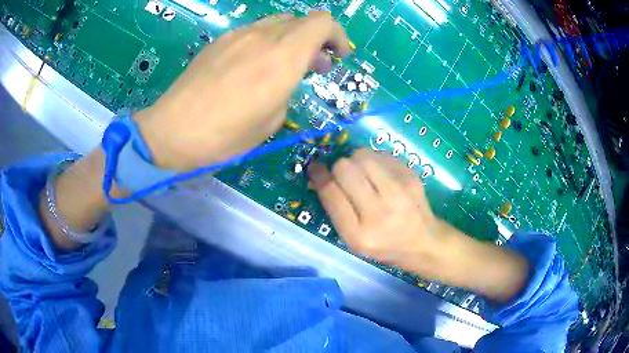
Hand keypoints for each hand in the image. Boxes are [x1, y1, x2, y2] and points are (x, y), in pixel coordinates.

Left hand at [135, 12, 350, 170]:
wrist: (173, 130)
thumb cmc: (225, 134)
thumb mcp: (271, 120)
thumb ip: (287, 89)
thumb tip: (285, 78)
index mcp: (284, 56)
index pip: (323, 22)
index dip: (337, 35)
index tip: (337, 57)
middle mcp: (263, 36)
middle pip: (301, 20)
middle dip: (316, 39)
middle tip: (314, 66)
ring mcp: (238, 35)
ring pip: (277, 23)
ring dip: (291, 39)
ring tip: (284, 64)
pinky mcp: (219, 41)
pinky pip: (253, 31)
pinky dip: (267, 41)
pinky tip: (254, 65)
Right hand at [307, 149, 442, 274]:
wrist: (423, 242)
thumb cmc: (384, 244)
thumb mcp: (354, 239)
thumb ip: (335, 208)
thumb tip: (319, 175)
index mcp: (359, 234)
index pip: (330, 192)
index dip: (319, 175)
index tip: (315, 168)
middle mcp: (379, 212)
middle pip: (344, 168)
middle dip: (337, 167)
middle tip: (342, 173)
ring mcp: (398, 192)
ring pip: (362, 156)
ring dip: (355, 159)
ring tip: (361, 171)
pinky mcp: (411, 177)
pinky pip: (381, 155)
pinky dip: (375, 160)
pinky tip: (380, 173)